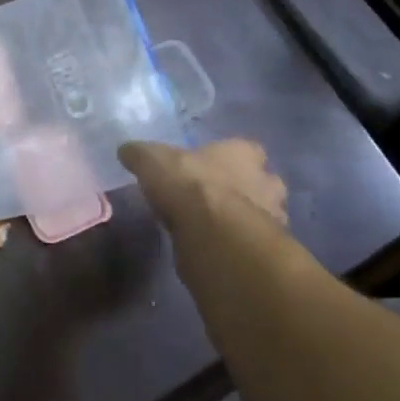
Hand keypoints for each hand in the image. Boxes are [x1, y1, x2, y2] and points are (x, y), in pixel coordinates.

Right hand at [118, 138, 287, 235]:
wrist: (215, 236)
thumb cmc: (188, 185)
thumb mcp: (152, 161)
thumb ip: (140, 155)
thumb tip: (126, 151)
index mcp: (245, 152)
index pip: (243, 149)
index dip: (224, 159)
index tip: (205, 169)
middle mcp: (267, 181)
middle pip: (257, 183)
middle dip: (240, 190)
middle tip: (210, 200)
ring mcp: (274, 217)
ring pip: (259, 214)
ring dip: (241, 220)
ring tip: (210, 228)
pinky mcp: (268, 251)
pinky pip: (251, 244)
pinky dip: (236, 245)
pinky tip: (214, 249)